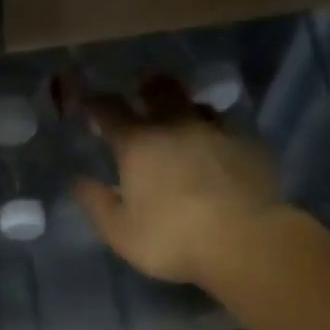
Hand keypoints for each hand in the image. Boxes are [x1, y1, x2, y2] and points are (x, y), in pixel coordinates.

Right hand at [73, 75, 286, 289]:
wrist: (243, 240)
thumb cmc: (171, 238)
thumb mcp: (120, 231)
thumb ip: (97, 203)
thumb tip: (78, 181)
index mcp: (139, 144)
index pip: (111, 111)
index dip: (96, 103)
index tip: (88, 102)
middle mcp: (177, 126)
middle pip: (161, 91)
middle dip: (148, 89)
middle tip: (143, 94)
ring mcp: (218, 132)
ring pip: (198, 106)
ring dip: (186, 109)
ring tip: (183, 123)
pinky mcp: (250, 146)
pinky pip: (228, 130)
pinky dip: (216, 136)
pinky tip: (217, 153)